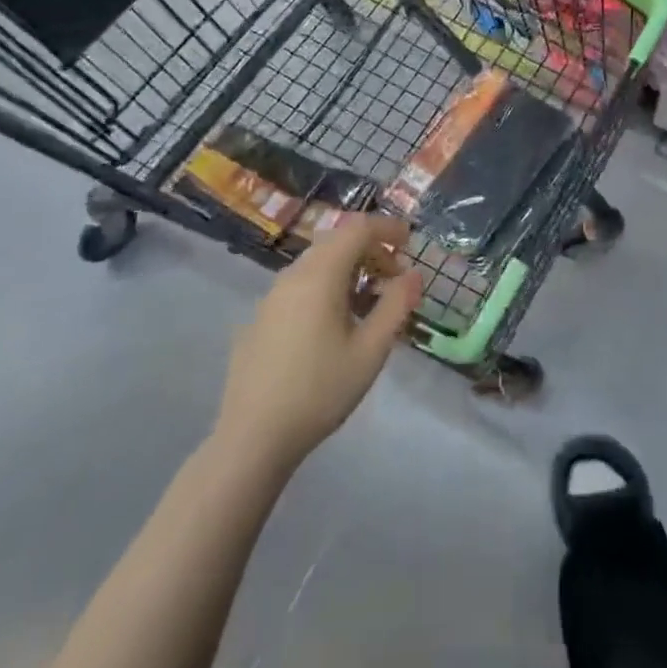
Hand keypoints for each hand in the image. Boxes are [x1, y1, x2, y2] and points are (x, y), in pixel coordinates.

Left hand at [212, 216, 422, 471]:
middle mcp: (293, 275)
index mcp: (320, 275)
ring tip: (368, 301)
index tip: (410, 241)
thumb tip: (414, 274)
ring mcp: (271, 296)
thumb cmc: (319, 391)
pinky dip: (325, 286)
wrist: (252, 439)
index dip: (387, 228)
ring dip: (348, 268)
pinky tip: (334, 324)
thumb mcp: (370, 351)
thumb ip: (396, 306)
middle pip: (336, 240)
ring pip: (316, 262)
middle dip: (369, 248)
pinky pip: (300, 285)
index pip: (357, 229)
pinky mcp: (260, 319)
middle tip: (394, 275)